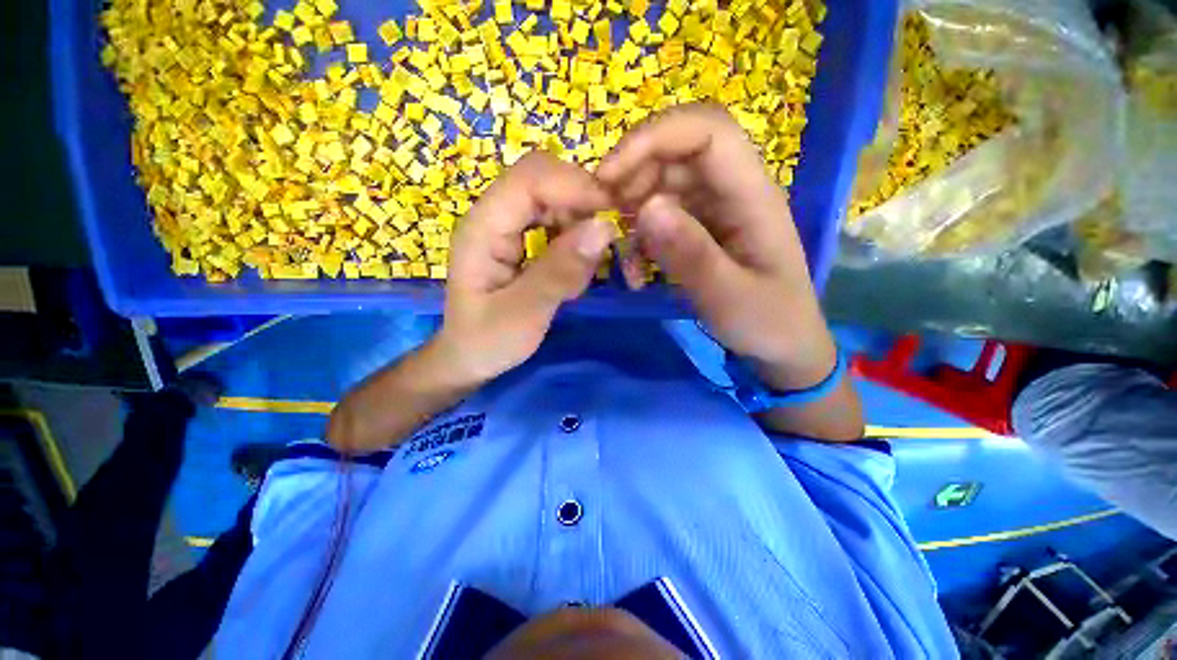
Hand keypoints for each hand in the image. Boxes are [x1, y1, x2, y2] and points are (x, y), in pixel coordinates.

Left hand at [433, 151, 613, 384]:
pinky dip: (573, 235)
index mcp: (483, 228)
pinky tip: (575, 266)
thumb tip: (603, 228)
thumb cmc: (488, 341)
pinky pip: (552, 221)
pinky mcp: (518, 240)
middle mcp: (492, 217)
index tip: (612, 213)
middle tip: (608, 234)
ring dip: (578, 218)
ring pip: (550, 197)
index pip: (530, 179)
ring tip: (589, 259)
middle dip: (580, 197)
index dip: (574, 186)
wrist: (469, 359)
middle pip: (541, 178)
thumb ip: (560, 272)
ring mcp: (505, 227)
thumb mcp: (524, 314)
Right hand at [596, 103, 835, 389]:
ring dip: (632, 211)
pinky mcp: (698, 232)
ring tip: (621, 253)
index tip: (609, 176)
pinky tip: (634, 270)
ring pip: (662, 184)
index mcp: (752, 195)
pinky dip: (639, 238)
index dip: (654, 138)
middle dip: (633, 176)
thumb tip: (647, 207)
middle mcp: (731, 192)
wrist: (780, 347)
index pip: (706, 131)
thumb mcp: (728, 297)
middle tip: (605, 216)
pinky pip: (660, 217)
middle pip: (676, 152)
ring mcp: (713, 211)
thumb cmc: (767, 323)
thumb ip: (691, 254)